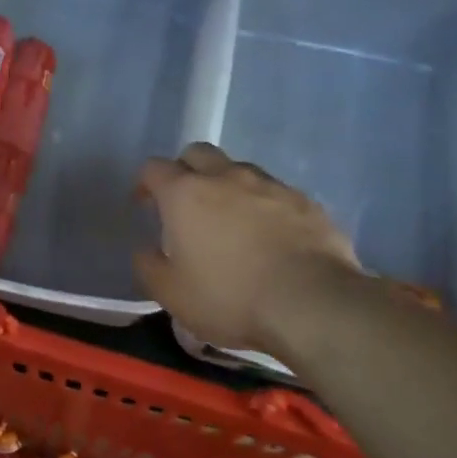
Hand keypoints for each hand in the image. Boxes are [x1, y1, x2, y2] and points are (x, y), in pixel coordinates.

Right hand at [135, 143, 359, 352]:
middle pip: (198, 154)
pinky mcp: (305, 202)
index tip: (145, 204)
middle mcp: (226, 177)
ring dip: (227, 185)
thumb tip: (146, 250)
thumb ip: (149, 266)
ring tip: (230, 219)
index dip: (145, 183)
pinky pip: (274, 192)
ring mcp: (270, 186)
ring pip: (239, 169)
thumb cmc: (229, 297)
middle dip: (186, 170)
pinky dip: (263, 205)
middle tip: (186, 203)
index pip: (154, 168)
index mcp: (185, 194)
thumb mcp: (171, 293)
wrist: (311, 304)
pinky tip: (269, 234)